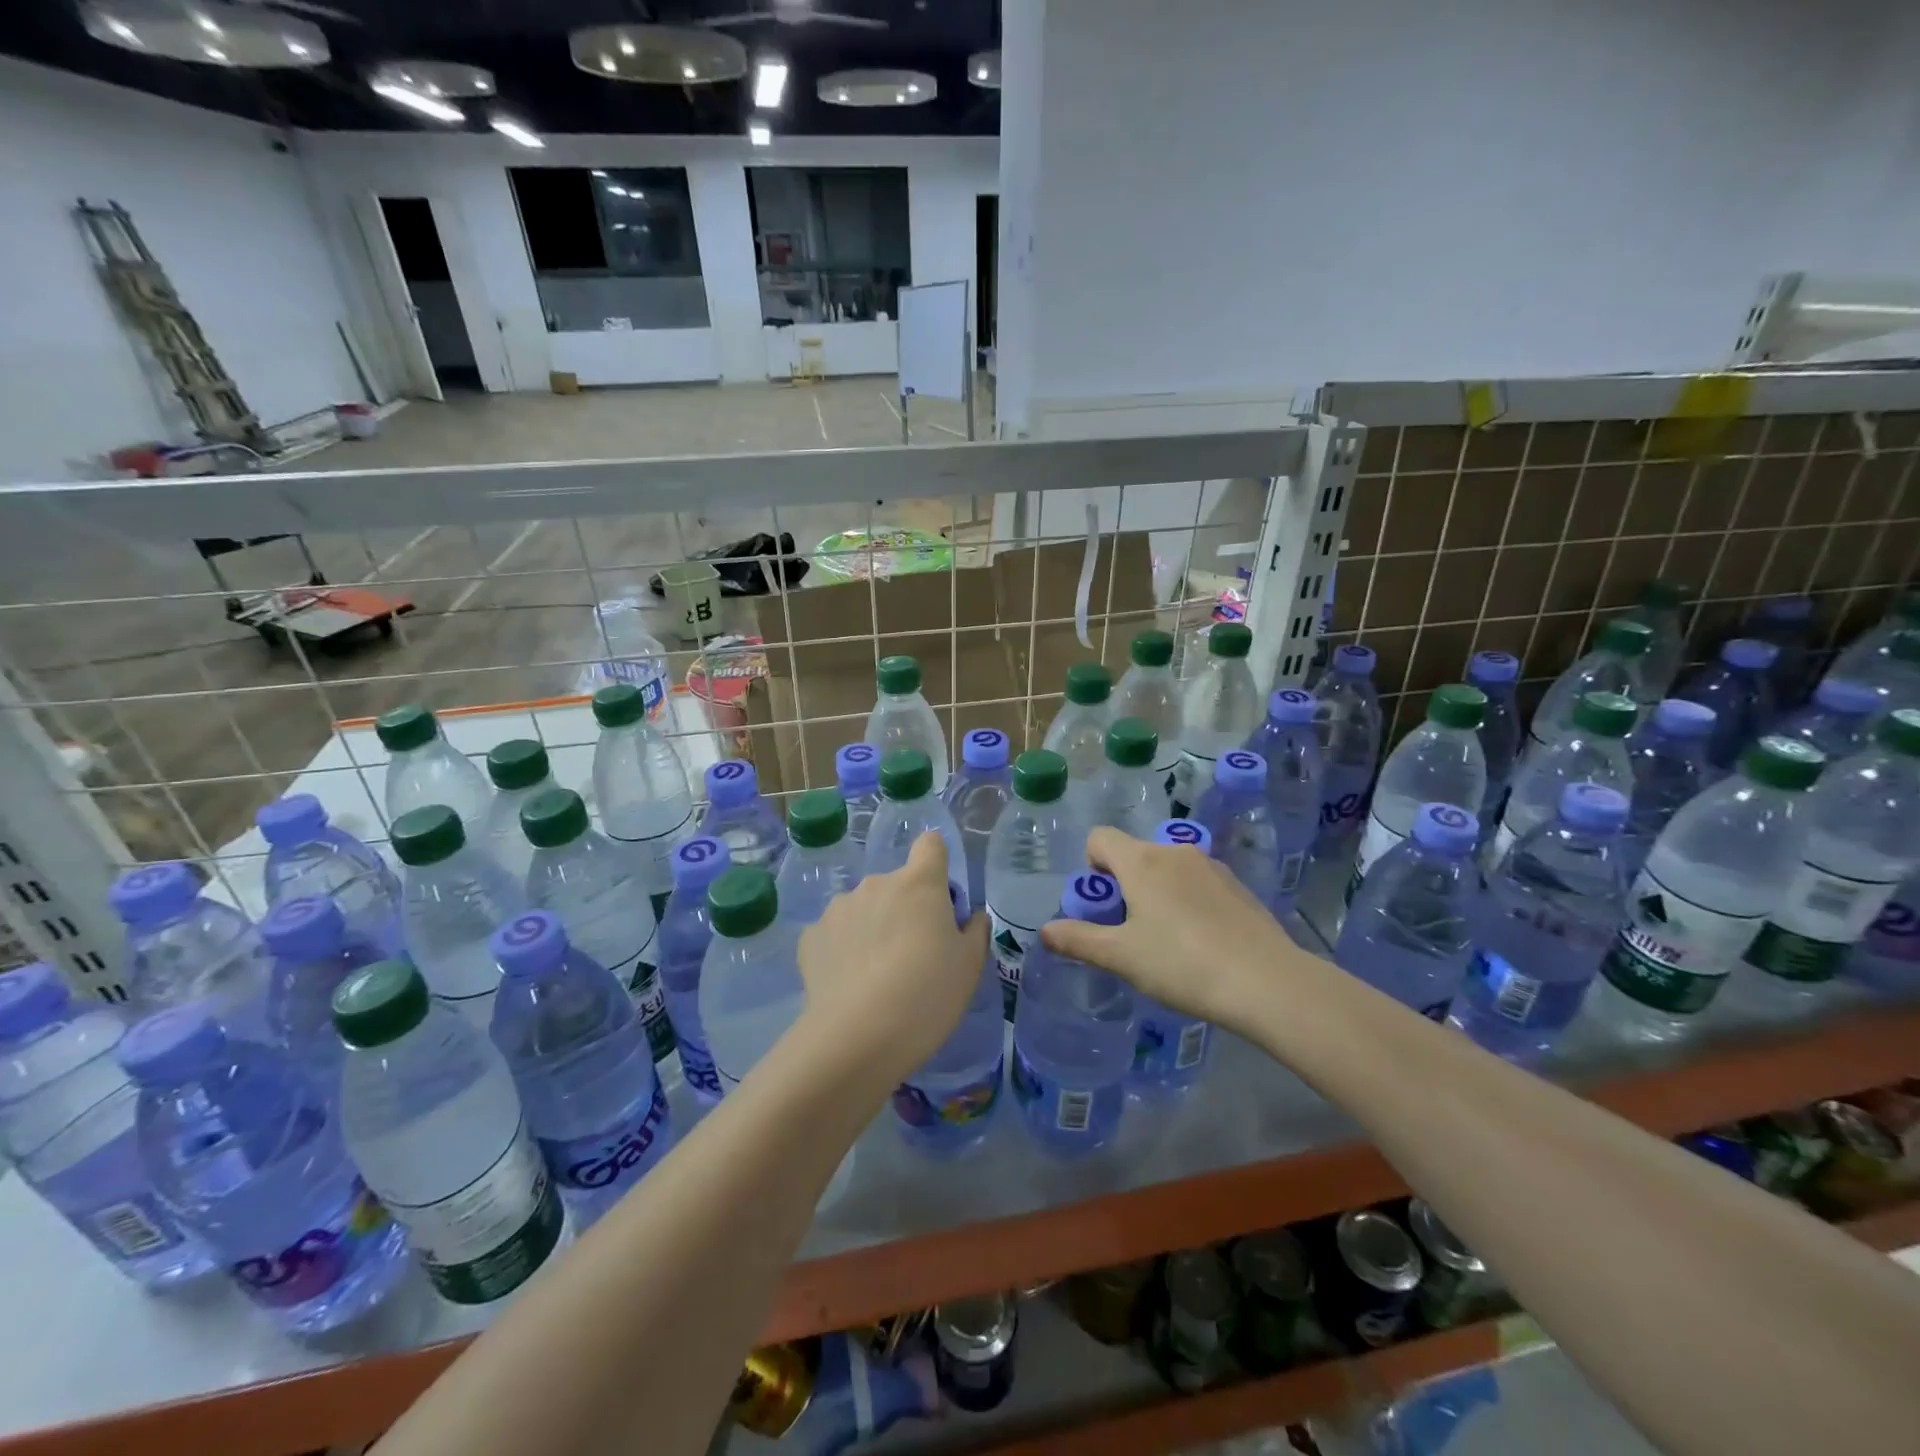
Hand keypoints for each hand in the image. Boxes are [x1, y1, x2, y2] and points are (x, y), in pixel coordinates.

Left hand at [795, 832, 988, 1085]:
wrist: (858, 1037)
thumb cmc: (927, 994)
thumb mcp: (970, 967)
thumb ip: (975, 931)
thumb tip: (970, 917)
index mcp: (919, 883)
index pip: (931, 845)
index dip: (937, 864)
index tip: (939, 898)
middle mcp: (876, 884)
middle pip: (896, 884)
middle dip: (905, 908)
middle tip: (912, 954)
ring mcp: (839, 908)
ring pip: (864, 908)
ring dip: (872, 927)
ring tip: (876, 974)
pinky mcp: (811, 936)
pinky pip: (835, 934)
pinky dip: (843, 950)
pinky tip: (849, 984)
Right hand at [1038, 826, 1303, 1031]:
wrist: (1267, 982)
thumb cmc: (1182, 965)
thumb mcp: (1122, 957)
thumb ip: (1079, 940)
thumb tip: (1045, 931)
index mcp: (1141, 861)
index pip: (1100, 837)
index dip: (1091, 865)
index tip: (1102, 905)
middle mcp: (1174, 852)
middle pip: (1134, 853)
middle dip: (1124, 884)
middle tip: (1130, 930)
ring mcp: (1211, 866)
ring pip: (1168, 868)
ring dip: (1157, 892)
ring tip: (1168, 940)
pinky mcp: (1237, 886)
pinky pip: (1197, 883)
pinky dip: (1188, 901)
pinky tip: (1202, 942)